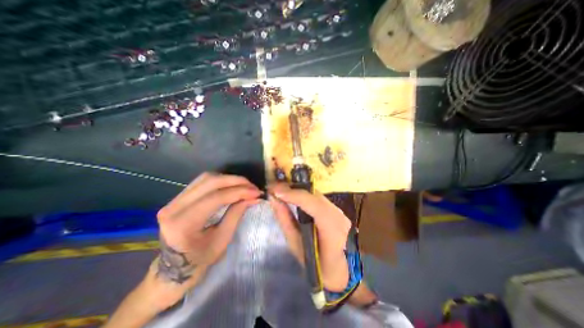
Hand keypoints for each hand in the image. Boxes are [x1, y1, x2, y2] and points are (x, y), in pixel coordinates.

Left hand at [152, 173, 259, 303]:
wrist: (174, 268)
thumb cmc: (200, 259)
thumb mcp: (223, 239)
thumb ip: (236, 214)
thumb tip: (253, 197)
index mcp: (183, 224)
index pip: (216, 198)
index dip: (239, 192)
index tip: (256, 192)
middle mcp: (174, 208)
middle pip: (210, 182)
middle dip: (235, 181)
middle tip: (252, 186)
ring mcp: (173, 200)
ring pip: (206, 178)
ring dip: (228, 179)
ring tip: (244, 185)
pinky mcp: (177, 198)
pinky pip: (202, 181)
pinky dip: (220, 181)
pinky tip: (231, 186)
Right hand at [266, 183, 347, 290]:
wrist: (338, 269)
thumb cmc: (315, 264)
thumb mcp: (295, 245)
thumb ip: (285, 219)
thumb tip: (274, 199)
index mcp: (332, 232)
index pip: (315, 206)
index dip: (296, 196)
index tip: (276, 191)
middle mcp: (339, 217)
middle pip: (315, 196)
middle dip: (294, 189)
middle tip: (275, 187)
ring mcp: (340, 212)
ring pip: (316, 194)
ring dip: (298, 190)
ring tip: (281, 190)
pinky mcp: (336, 209)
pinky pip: (318, 197)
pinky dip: (304, 194)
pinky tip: (293, 194)